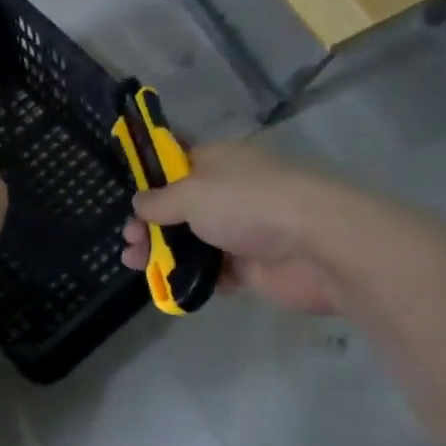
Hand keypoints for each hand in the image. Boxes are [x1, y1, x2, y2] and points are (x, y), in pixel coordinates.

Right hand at [121, 140, 344, 314]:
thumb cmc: (248, 204)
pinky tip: (165, 284)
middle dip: (150, 223)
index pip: (177, 163)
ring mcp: (240, 230)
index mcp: (217, 162)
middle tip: (128, 240)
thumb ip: (160, 201)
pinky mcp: (250, 266)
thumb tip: (138, 203)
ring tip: (134, 263)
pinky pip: (212, 271)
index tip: (127, 199)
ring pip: (192, 241)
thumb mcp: (192, 194)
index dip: (151, 180)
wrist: (318, 247)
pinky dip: (189, 276)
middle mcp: (227, 192)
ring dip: (162, 251)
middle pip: (180, 207)